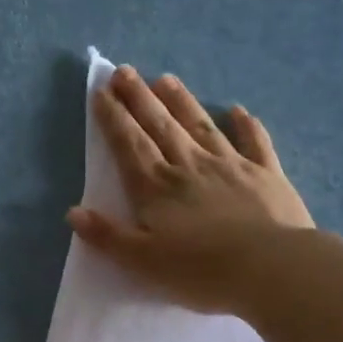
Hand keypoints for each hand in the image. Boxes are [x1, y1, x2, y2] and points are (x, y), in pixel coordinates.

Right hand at [67, 65, 313, 314]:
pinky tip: (238, 110)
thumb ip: (108, 236)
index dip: (113, 118)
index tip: (101, 91)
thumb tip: (73, 212)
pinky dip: (245, 125)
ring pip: (200, 126)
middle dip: (140, 98)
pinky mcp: (265, 174)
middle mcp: (189, 166)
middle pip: (160, 126)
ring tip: (165, 79)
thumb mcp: (143, 261)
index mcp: (157, 188)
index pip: (129, 145)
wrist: (269, 267)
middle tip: (125, 71)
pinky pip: (254, 142)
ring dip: (182, 102)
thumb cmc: (200, 270)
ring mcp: (230, 165)